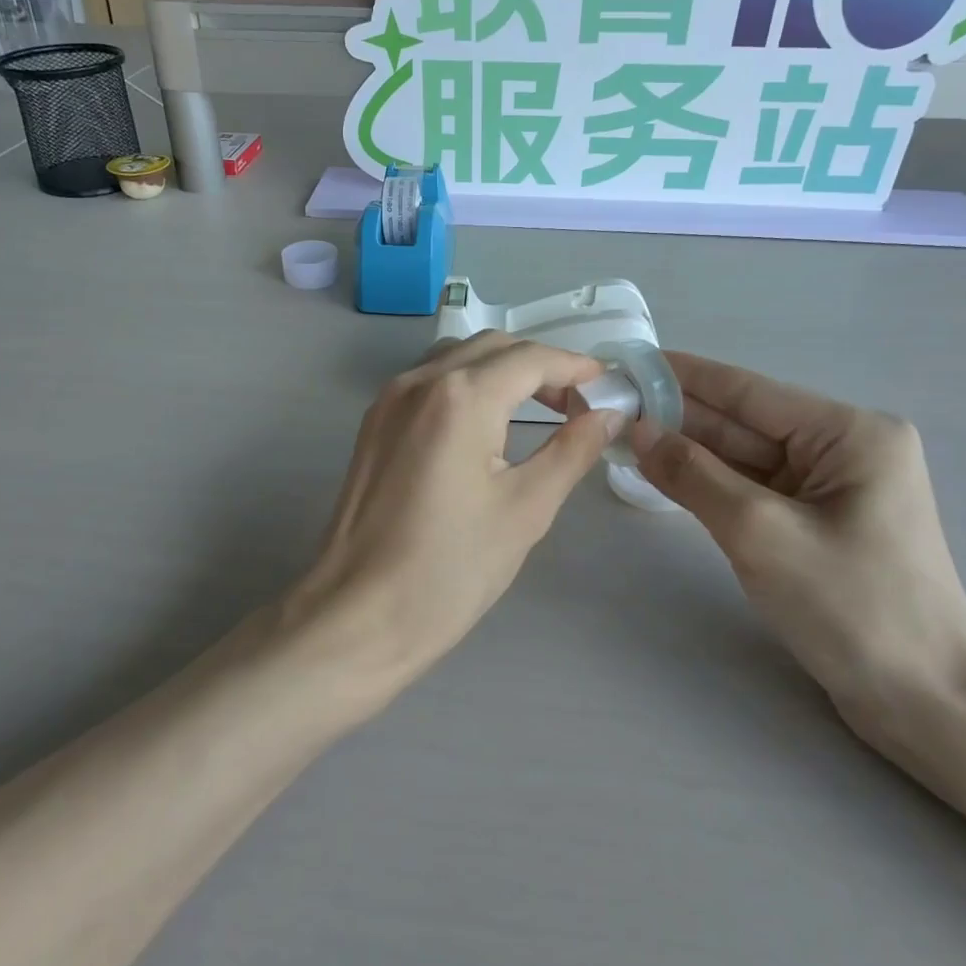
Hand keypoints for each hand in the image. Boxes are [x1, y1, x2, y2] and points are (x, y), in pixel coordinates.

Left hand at [284, 333, 621, 699]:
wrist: (357, 617)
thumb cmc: (449, 569)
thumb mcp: (526, 509)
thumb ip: (571, 450)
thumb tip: (606, 414)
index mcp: (460, 396)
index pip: (530, 359)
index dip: (575, 366)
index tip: (608, 384)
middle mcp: (418, 382)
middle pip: (492, 348)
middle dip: (540, 365)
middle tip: (577, 403)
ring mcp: (388, 400)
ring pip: (456, 359)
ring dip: (501, 370)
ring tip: (537, 410)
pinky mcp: (373, 424)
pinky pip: (429, 382)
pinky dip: (467, 386)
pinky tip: (486, 424)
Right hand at [632, 353, 965, 745]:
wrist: (924, 704)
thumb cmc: (852, 608)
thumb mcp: (760, 533)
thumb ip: (694, 475)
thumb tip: (637, 429)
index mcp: (849, 433)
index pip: (748, 391)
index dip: (683, 376)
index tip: (628, 362)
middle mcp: (843, 449)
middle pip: (744, 423)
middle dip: (678, 415)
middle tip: (611, 403)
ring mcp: (830, 488)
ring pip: (744, 458)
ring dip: (688, 450)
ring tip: (622, 432)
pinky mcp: (816, 524)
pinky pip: (752, 490)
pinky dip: (708, 483)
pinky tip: (663, 472)